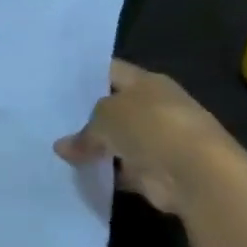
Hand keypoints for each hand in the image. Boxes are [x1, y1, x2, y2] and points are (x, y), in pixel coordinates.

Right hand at [53, 58, 246, 214]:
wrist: (196, 175)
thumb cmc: (151, 127)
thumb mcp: (105, 117)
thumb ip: (83, 131)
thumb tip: (63, 147)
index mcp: (147, 82)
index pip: (110, 71)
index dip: (84, 76)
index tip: (55, 83)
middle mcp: (154, 107)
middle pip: (112, 107)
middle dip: (84, 115)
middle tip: (50, 119)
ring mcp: (156, 140)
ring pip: (115, 140)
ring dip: (94, 147)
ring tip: (57, 149)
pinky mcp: (155, 171)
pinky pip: (121, 169)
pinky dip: (105, 172)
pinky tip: (76, 173)